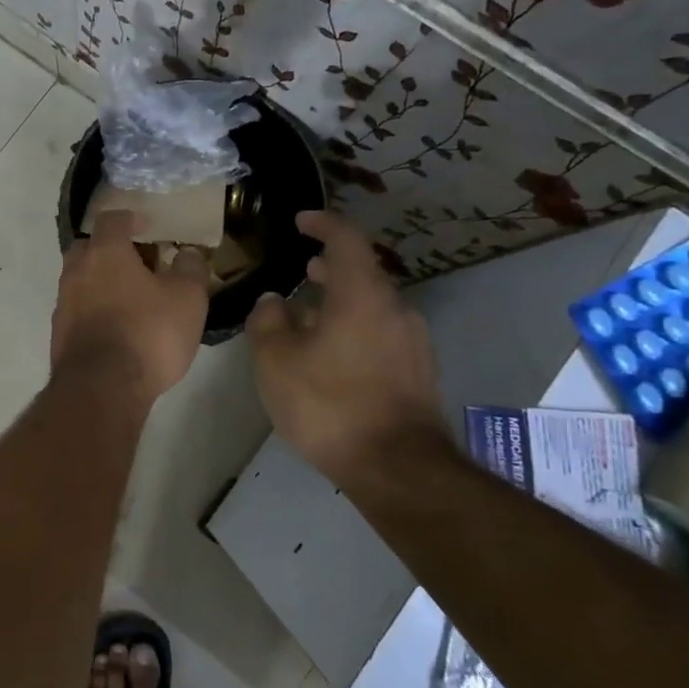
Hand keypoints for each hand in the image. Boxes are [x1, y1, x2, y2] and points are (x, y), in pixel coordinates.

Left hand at [52, 211, 208, 400]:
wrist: (102, 388)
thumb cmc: (149, 333)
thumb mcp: (188, 299)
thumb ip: (190, 269)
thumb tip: (187, 254)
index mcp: (105, 253)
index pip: (111, 219)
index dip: (130, 218)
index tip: (146, 224)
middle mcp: (76, 271)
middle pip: (88, 248)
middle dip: (109, 249)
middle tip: (136, 262)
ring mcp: (63, 303)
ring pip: (80, 279)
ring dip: (101, 281)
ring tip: (129, 298)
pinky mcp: (59, 334)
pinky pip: (77, 309)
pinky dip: (93, 309)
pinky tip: (115, 327)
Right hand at [247, 210, 444, 483]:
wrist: (397, 467)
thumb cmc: (329, 404)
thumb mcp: (276, 361)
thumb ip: (269, 321)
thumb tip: (274, 301)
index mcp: (362, 295)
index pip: (346, 239)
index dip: (323, 223)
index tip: (301, 220)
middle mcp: (396, 308)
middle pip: (364, 272)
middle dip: (332, 266)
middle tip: (305, 268)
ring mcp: (414, 341)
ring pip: (374, 304)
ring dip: (344, 300)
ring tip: (313, 313)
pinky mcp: (419, 371)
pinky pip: (383, 332)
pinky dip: (357, 326)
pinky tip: (334, 353)